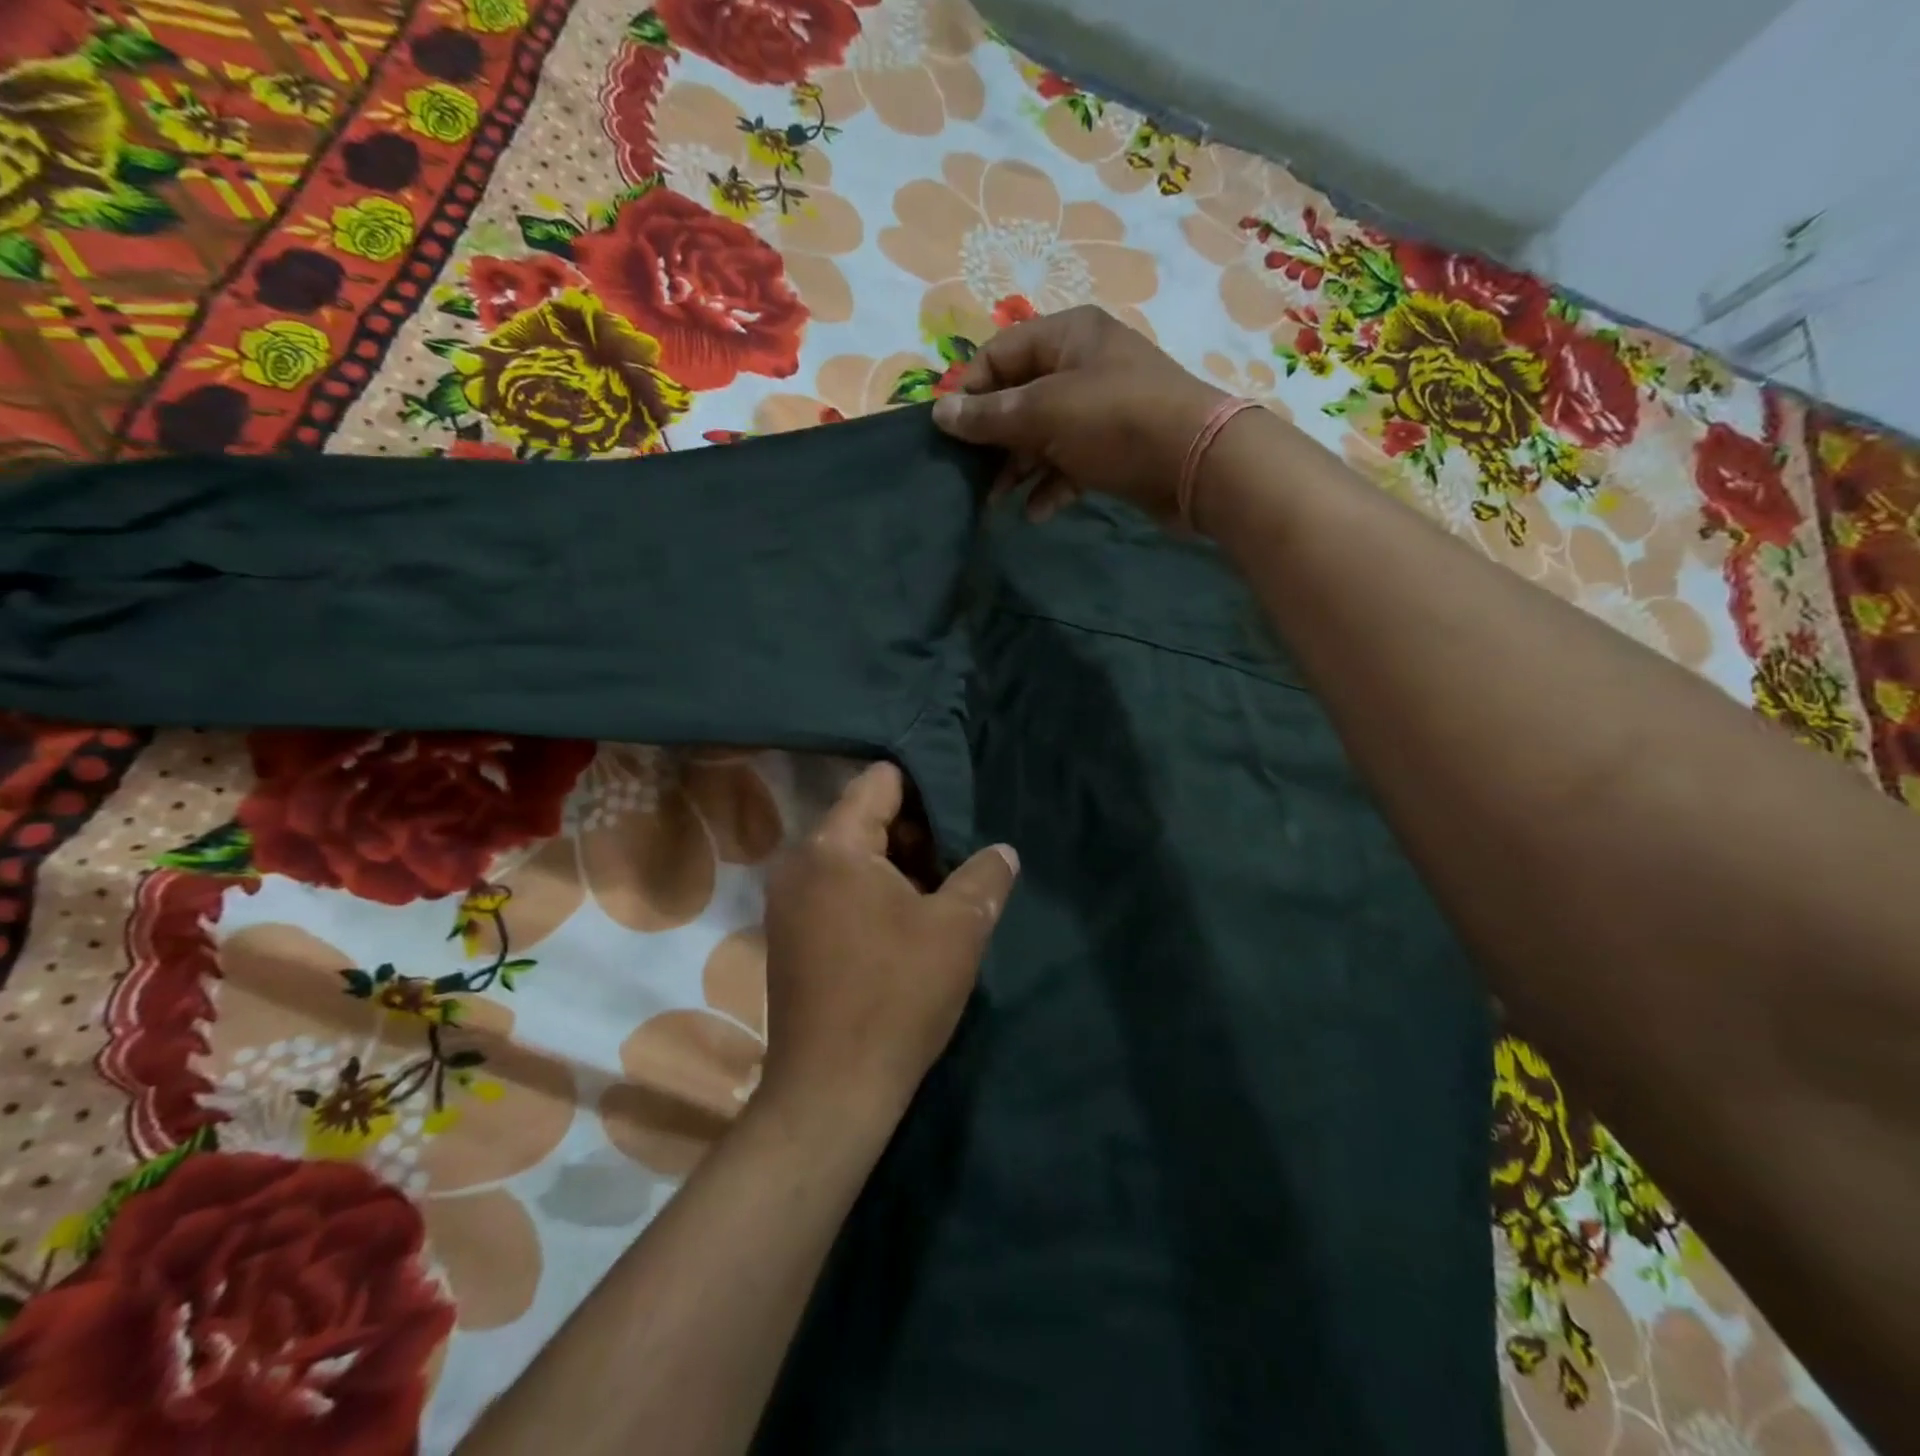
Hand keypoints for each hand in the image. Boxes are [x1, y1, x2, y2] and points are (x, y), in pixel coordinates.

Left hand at [758, 762, 1018, 1127]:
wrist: (832, 1088)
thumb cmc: (898, 995)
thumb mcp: (958, 929)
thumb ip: (985, 876)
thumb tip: (1002, 851)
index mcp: (834, 846)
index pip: (880, 782)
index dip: (925, 789)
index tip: (961, 813)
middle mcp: (800, 862)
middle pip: (864, 818)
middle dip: (915, 834)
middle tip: (959, 861)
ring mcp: (788, 900)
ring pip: (852, 857)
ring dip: (896, 867)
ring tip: (941, 894)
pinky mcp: (789, 934)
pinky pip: (836, 888)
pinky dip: (871, 892)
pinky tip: (906, 924)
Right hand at [931, 305, 1228, 523]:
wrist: (1198, 464)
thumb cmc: (1115, 422)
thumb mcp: (1044, 413)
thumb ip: (990, 416)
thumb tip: (939, 413)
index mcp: (1067, 336)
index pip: (999, 354)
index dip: (969, 391)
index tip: (947, 433)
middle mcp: (1083, 365)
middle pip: (1019, 398)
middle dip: (992, 439)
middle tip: (969, 475)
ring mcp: (1100, 409)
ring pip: (1042, 436)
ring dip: (1017, 469)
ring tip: (995, 502)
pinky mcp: (1114, 449)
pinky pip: (1069, 463)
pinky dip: (1051, 485)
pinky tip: (1037, 513)